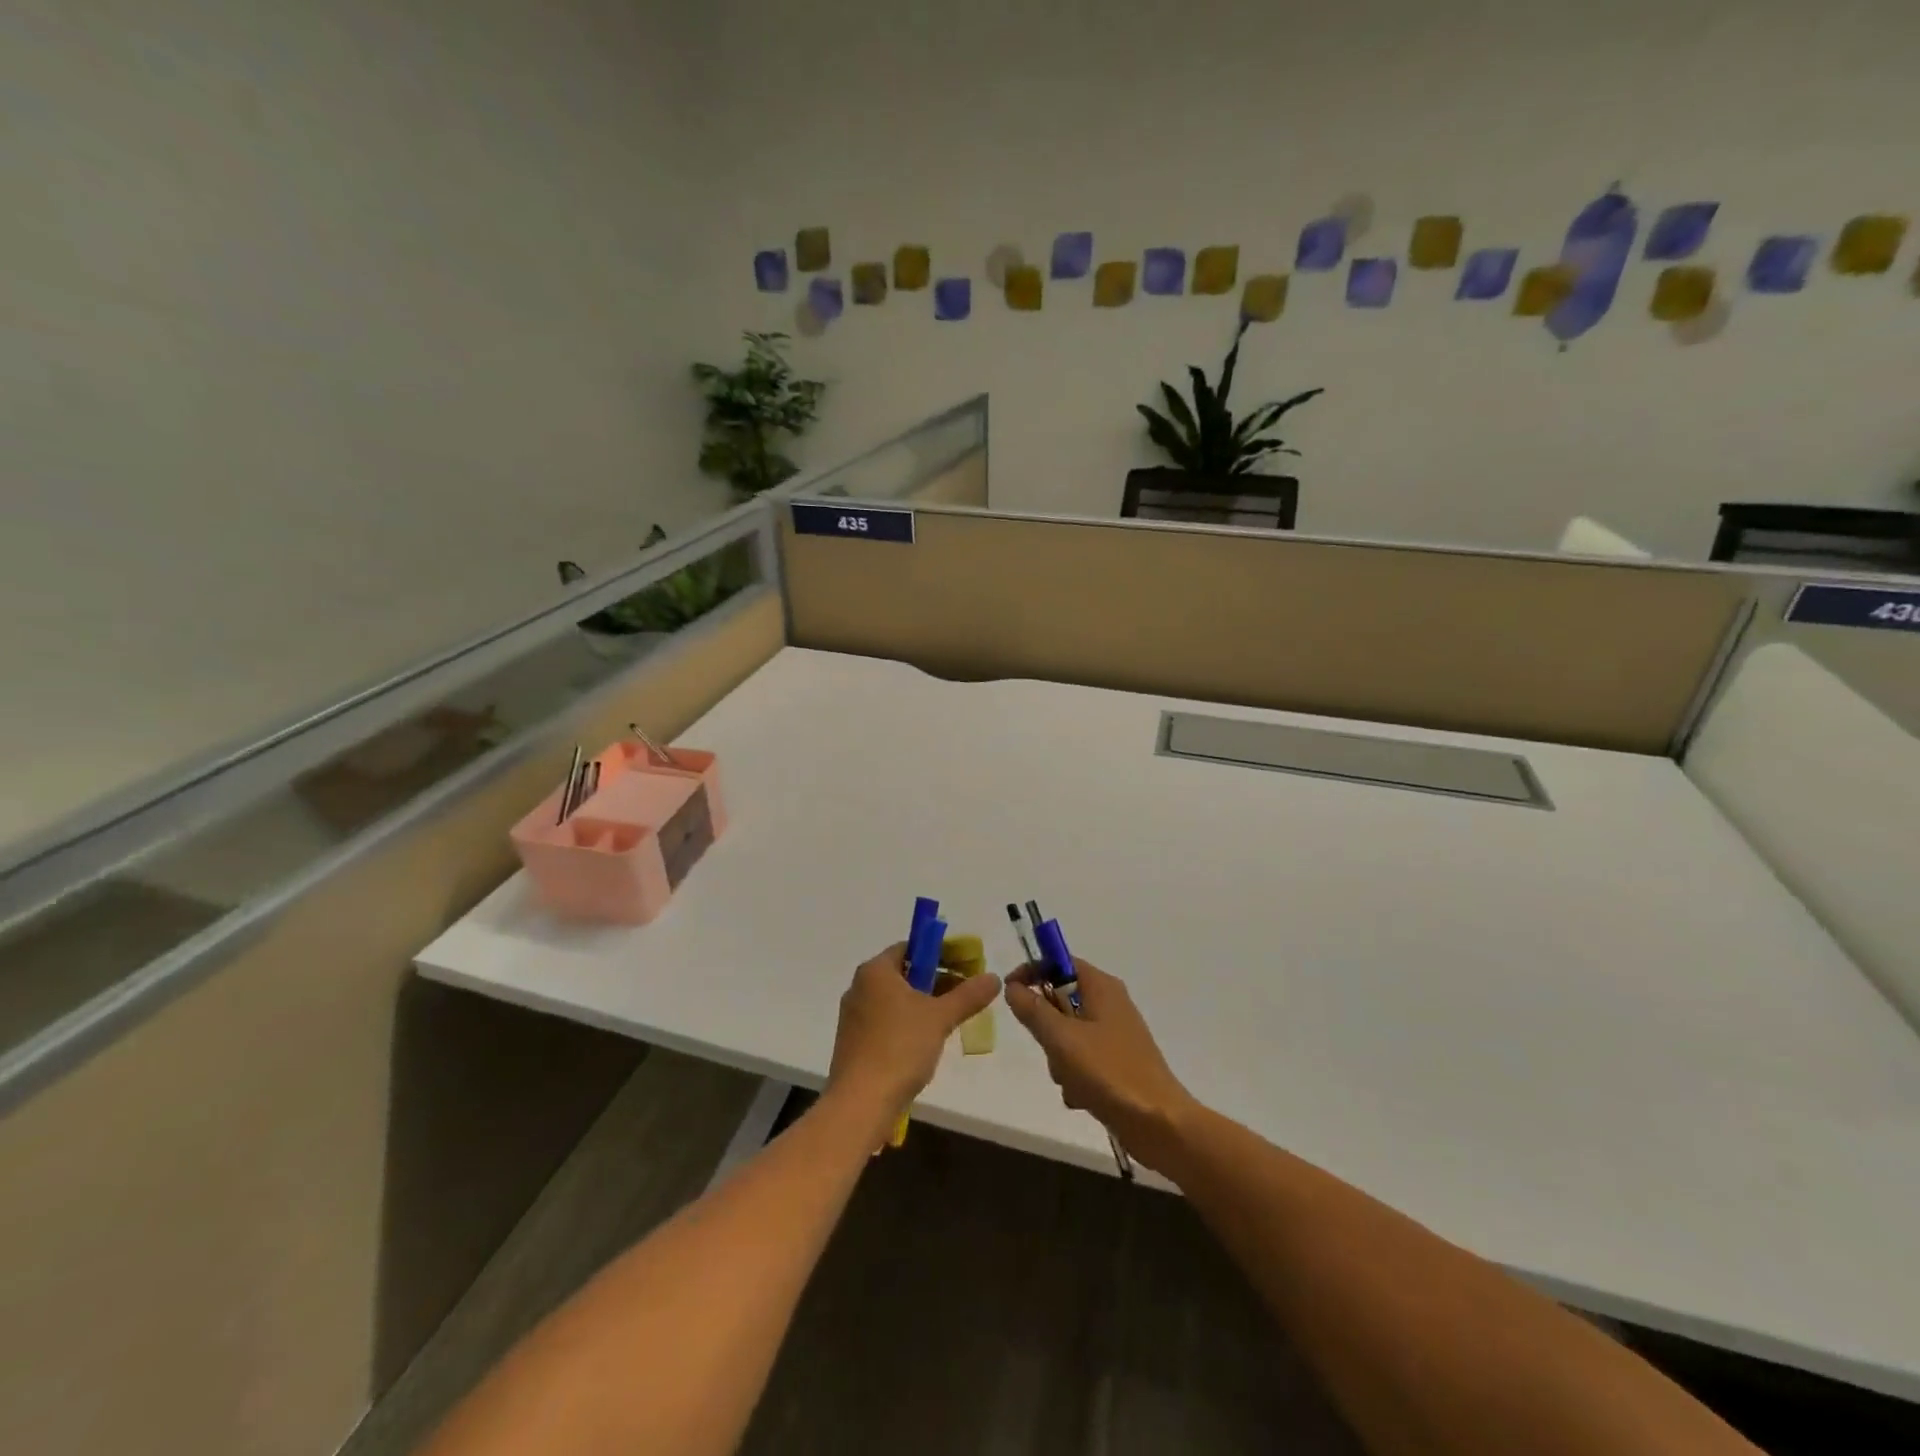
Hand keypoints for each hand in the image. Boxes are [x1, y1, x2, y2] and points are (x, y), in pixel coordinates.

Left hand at [826, 943, 1000, 1133]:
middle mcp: (860, 986)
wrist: (860, 1103)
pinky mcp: (854, 1042)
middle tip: (965, 993)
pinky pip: (886, 1020)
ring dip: (923, 1004)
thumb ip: (968, 995)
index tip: (966, 966)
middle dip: (936, 980)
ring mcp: (854, 1016)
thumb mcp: (940, 1018)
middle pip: (904, 973)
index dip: (941, 953)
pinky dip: (907, 1023)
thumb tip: (994, 977)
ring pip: (896, 999)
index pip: (911, 947)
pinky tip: (926, 1042)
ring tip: (951, 1019)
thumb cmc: (900, 1048)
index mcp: (875, 971)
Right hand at [1004, 958, 1195, 1171]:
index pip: (1059, 961)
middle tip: (1048, 1046)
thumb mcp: (1062, 1038)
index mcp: (1101, 986)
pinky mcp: (1117, 1063)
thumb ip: (1033, 1010)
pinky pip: (1082, 1060)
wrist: (1159, 1124)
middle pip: (1061, 1000)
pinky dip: (1075, 1076)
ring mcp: (1115, 1035)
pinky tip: (1082, 1097)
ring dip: (1059, 1058)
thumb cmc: (1109, 1072)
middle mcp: (1110, 1003)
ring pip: (1067, 1034)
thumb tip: (1012, 987)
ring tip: (1070, 1079)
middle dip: (1047, 1028)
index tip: (1010, 992)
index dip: (1032, 971)